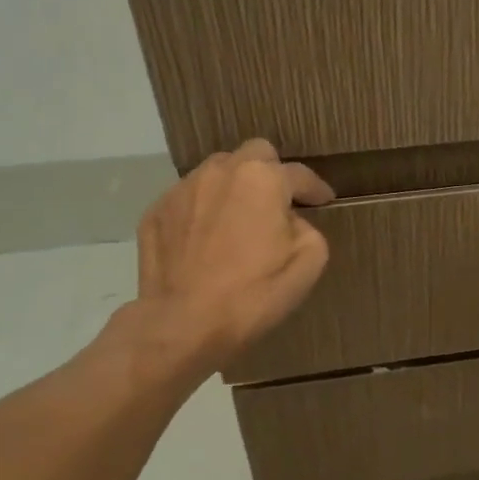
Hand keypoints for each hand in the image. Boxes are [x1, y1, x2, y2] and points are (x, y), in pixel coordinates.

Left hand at [124, 139, 334, 375]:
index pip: (298, 174)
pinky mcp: (155, 212)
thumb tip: (290, 222)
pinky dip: (204, 212)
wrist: (184, 323)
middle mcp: (220, 171)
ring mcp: (182, 189)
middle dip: (271, 174)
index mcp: (262, 179)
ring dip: (234, 189)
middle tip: (278, 205)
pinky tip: (207, 241)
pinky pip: (189, 201)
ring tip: (239, 221)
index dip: (315, 188)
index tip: (323, 201)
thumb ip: (308, 229)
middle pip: (254, 155)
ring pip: (217, 173)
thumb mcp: (308, 263)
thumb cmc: (254, 294)